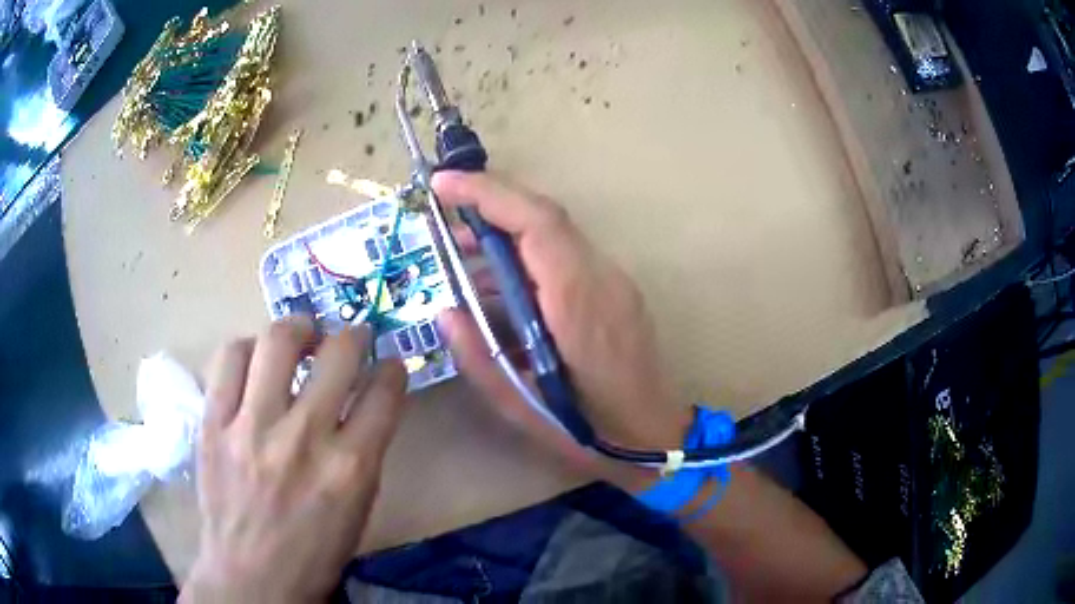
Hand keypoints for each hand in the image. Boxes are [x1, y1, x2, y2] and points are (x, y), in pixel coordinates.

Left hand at [181, 318, 407, 602]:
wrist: (250, 576)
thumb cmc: (313, 552)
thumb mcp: (358, 509)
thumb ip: (365, 451)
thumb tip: (367, 403)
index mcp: (351, 469)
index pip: (385, 393)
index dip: (393, 370)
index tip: (389, 365)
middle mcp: (303, 438)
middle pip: (339, 353)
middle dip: (353, 336)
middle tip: (348, 339)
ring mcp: (252, 426)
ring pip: (279, 340)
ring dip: (298, 329)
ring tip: (300, 336)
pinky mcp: (214, 423)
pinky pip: (230, 358)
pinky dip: (249, 349)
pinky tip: (255, 362)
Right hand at [433, 172, 691, 481]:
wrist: (656, 440)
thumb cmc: (590, 433)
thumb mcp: (521, 408)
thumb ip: (477, 357)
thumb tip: (445, 311)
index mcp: (578, 304)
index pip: (536, 224)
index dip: (488, 193)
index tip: (443, 184)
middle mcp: (602, 279)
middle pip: (546, 217)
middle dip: (490, 206)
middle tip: (444, 223)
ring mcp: (615, 282)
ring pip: (556, 234)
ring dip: (507, 232)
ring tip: (463, 254)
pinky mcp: (616, 291)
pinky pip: (566, 256)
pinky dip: (527, 255)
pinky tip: (500, 284)